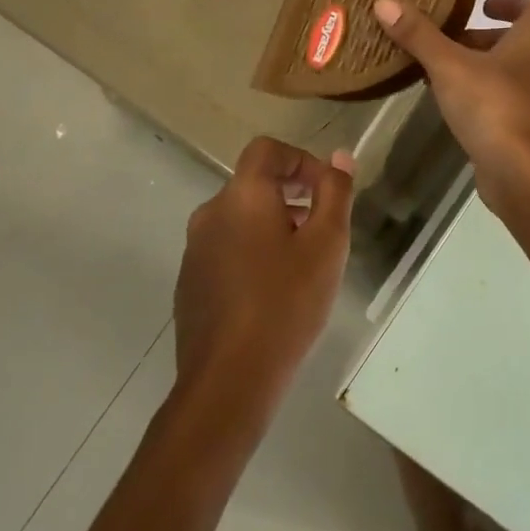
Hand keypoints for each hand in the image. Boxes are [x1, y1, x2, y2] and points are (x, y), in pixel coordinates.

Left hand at [175, 137, 354, 419]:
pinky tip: (272, 293)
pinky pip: (226, 249)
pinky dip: (251, 253)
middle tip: (322, 233)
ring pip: (240, 219)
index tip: (326, 192)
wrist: (229, 379)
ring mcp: (194, 249)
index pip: (268, 150)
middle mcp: (211, 212)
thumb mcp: (327, 244)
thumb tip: (340, 156)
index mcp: (242, 195)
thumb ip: (335, 193)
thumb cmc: (286, 303)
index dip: (301, 160)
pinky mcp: (189, 282)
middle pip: (254, 184)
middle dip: (292, 197)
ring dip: (272, 226)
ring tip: (301, 266)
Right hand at [373, 0, 529, 204]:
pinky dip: (491, 94)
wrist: (524, 173)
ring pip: (518, 72)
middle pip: (521, 40)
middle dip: (486, 39)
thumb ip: (419, 34)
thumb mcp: (449, 66)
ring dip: (486, 68)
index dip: (509, 3)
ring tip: (447, 73)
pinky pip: (515, 99)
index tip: (481, 7)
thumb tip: (385, 2)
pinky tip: (460, 106)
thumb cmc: (493, 106)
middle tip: (450, 42)